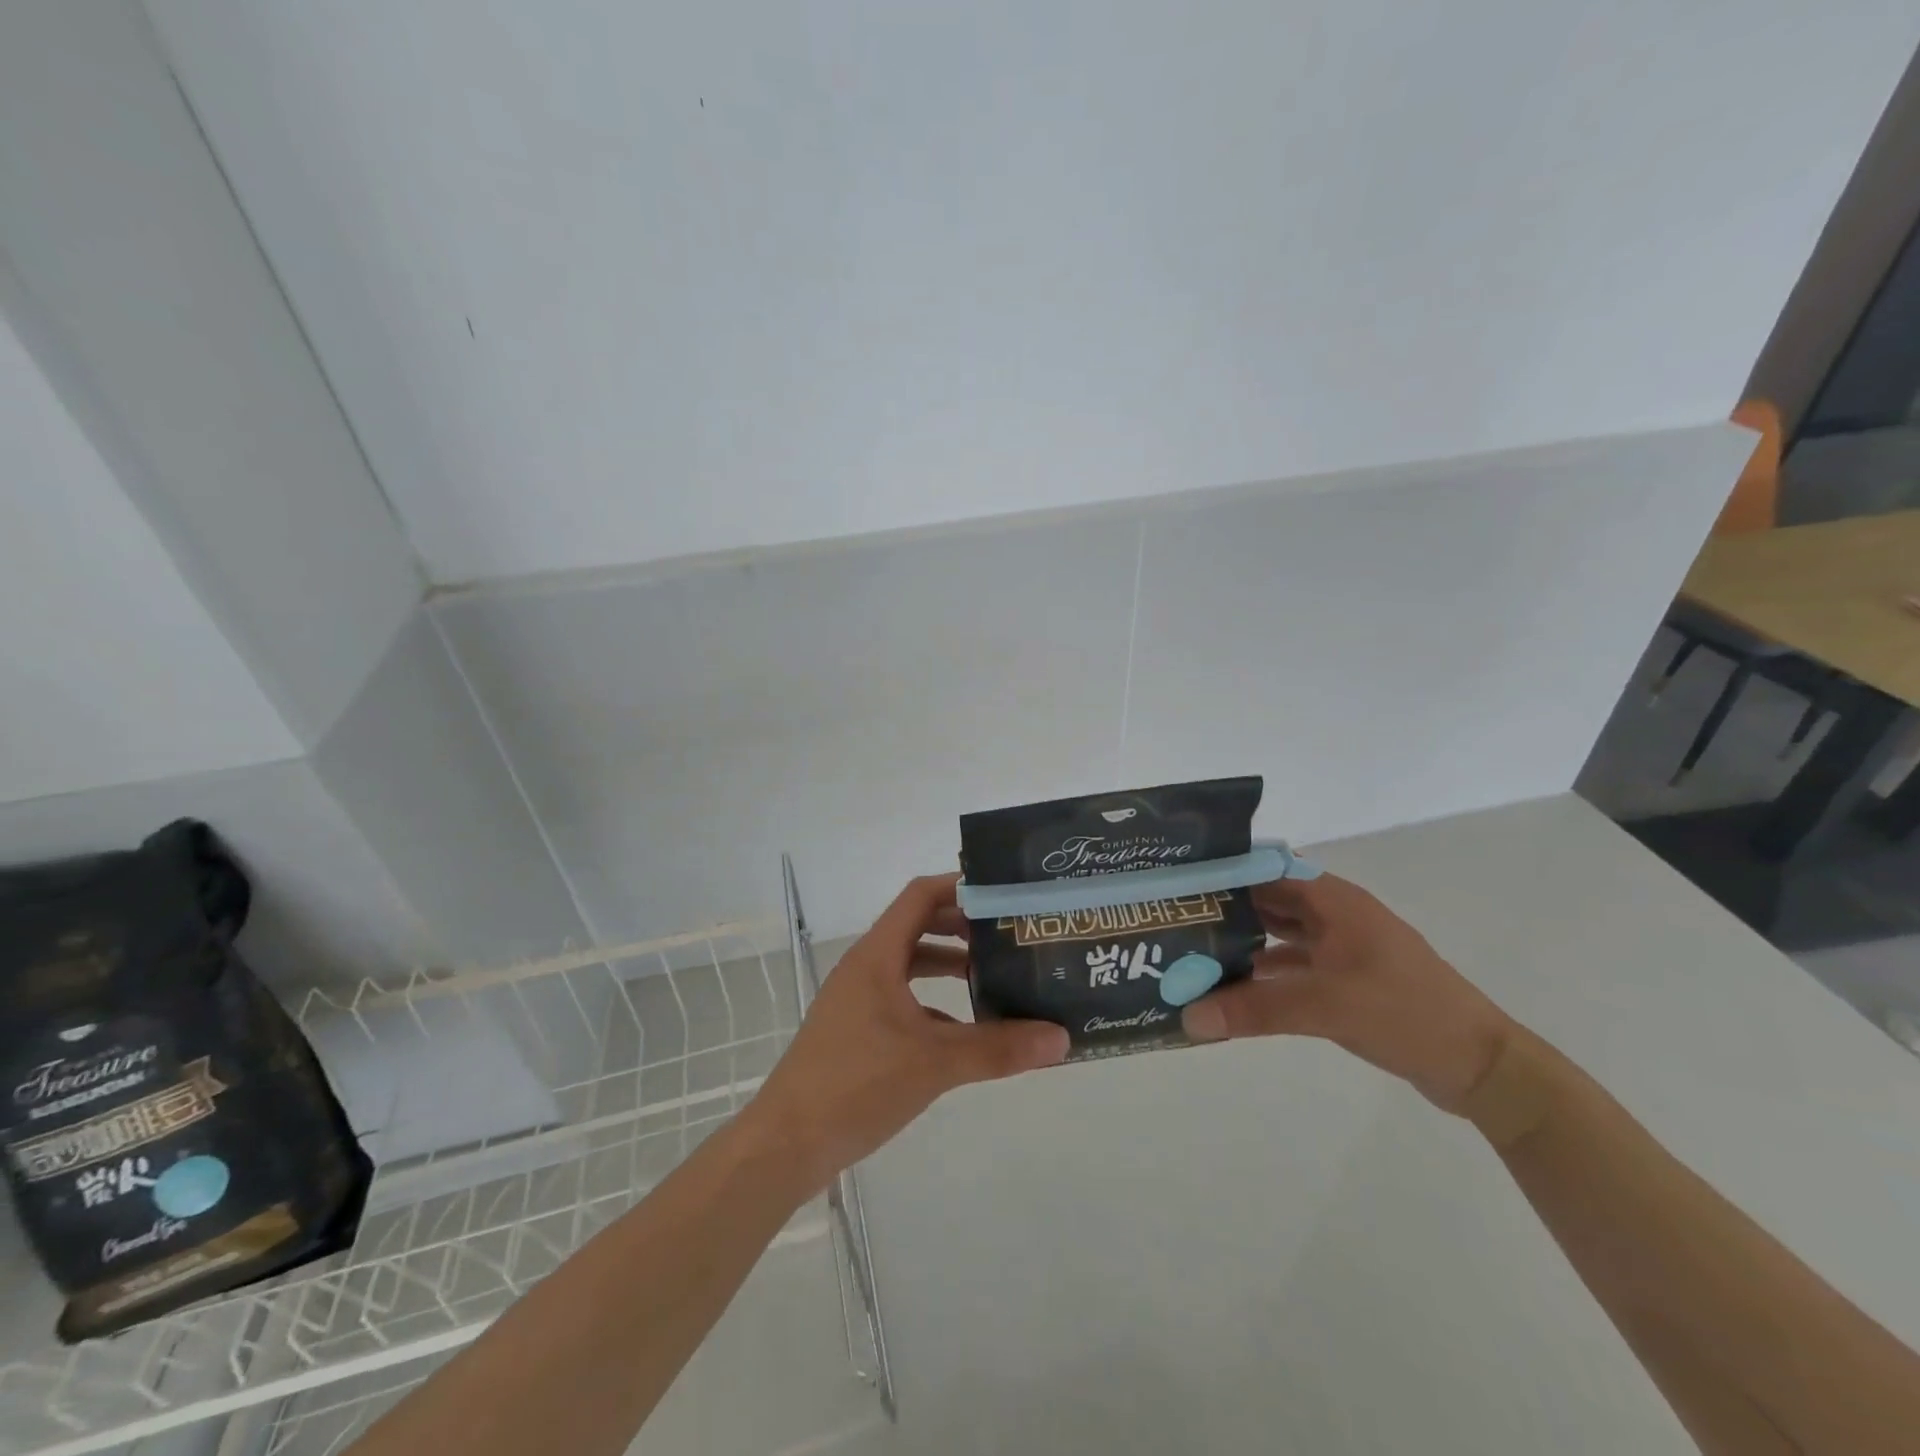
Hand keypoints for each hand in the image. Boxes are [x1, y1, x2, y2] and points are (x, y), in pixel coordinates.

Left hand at [749, 873, 1069, 1190]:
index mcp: (878, 955)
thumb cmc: (857, 1084)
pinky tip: (967, 1030)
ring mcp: (859, 999)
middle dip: (963, 927)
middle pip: (918, 926)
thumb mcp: (935, 1063)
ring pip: (911, 965)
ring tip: (995, 976)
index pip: (920, 896)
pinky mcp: (858, 1030)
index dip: (960, 887)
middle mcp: (866, 967)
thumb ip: (998, 1049)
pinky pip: (903, 1000)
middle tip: (1008, 934)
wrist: (787, 1144)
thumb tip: (1061, 1039)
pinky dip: (936, 1004)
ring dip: (950, 965)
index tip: (1002, 893)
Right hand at [1181, 873, 1513, 1113]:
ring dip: (1244, 942)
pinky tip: (1234, 989)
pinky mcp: (1348, 981)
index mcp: (1334, 901)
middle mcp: (1336, 916)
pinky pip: (1295, 966)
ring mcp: (1344, 949)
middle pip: (1270, 901)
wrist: (1480, 1066)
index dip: (1225, 871)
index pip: (1267, 869)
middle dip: (1226, 909)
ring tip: (1194, 952)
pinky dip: (1266, 973)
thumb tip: (1187, 1018)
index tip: (1179, 882)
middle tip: (1176, 920)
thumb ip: (1254, 1009)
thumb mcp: (1324, 1006)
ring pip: (1281, 934)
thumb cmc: (1404, 1012)